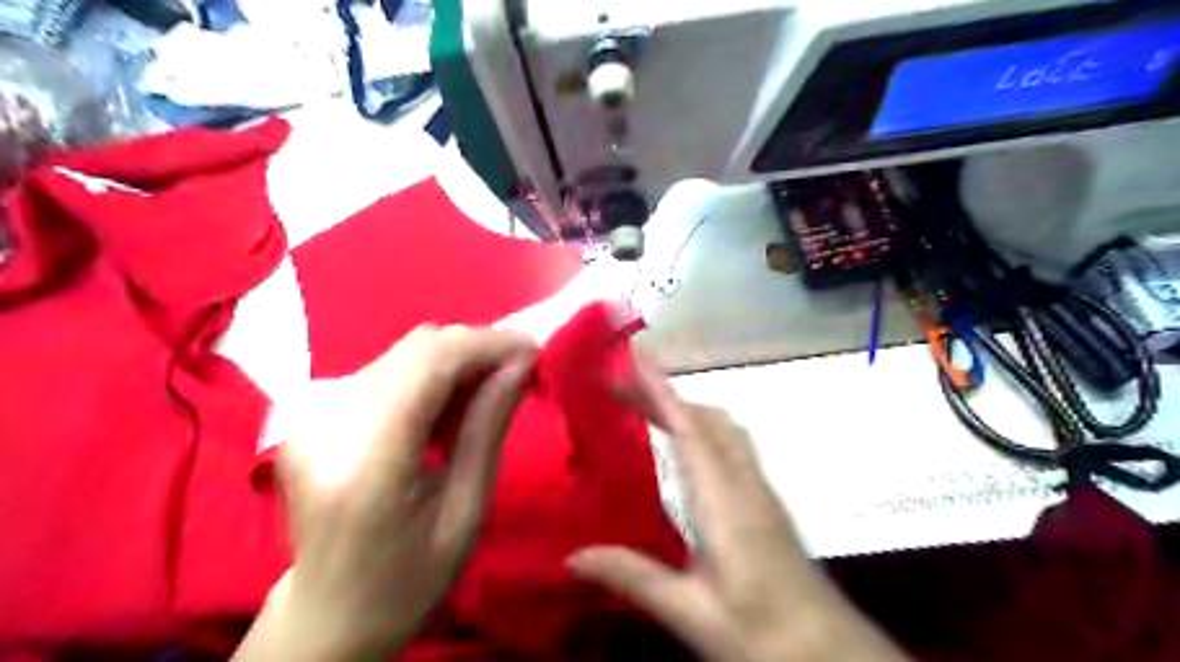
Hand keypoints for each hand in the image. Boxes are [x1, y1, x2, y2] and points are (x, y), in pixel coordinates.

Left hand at [233, 324, 534, 661]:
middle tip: (515, 374)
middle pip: (416, 347)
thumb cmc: (408, 577)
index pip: (430, 364)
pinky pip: (386, 368)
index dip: (487, 344)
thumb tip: (519, 365)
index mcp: (368, 464)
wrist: (329, 611)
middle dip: (475, 349)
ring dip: (453, 361)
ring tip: (482, 397)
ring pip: (403, 352)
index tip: (531, 349)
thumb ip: (487, 429)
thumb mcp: (466, 511)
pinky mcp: (311, 413)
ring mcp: (311, 415)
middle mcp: (328, 425)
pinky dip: (427, 375)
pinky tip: (444, 409)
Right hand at [571, 359, 911, 661]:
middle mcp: (745, 484)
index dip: (662, 389)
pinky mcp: (766, 505)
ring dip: (686, 408)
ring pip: (724, 430)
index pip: (691, 429)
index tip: (636, 356)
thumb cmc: (765, 633)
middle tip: (622, 386)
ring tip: (646, 408)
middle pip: (708, 419)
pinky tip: (683, 449)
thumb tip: (571, 557)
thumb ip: (635, 579)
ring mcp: (760, 492)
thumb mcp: (693, 613)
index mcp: (725, 502)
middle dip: (666, 394)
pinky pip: (731, 448)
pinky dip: (702, 430)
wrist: (833, 656)